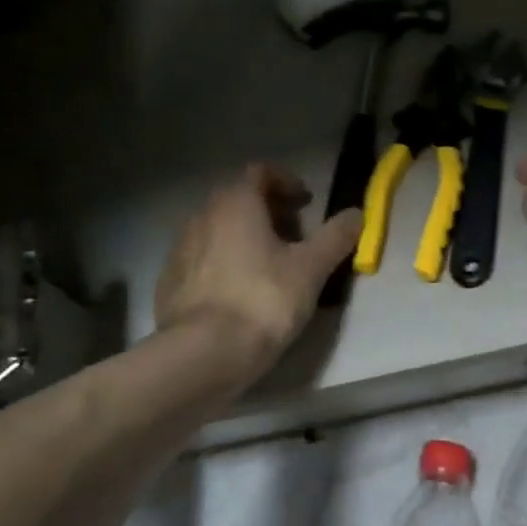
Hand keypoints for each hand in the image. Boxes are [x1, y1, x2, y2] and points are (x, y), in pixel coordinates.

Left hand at [154, 164, 360, 377]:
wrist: (203, 353)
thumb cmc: (263, 300)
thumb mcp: (311, 269)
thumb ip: (335, 237)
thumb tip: (357, 214)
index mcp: (236, 204)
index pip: (260, 172)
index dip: (287, 182)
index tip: (307, 204)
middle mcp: (202, 216)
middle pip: (238, 200)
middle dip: (269, 212)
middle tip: (295, 238)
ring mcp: (180, 249)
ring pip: (219, 230)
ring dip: (246, 238)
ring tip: (270, 268)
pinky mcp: (169, 281)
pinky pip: (203, 259)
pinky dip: (224, 263)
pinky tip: (240, 293)